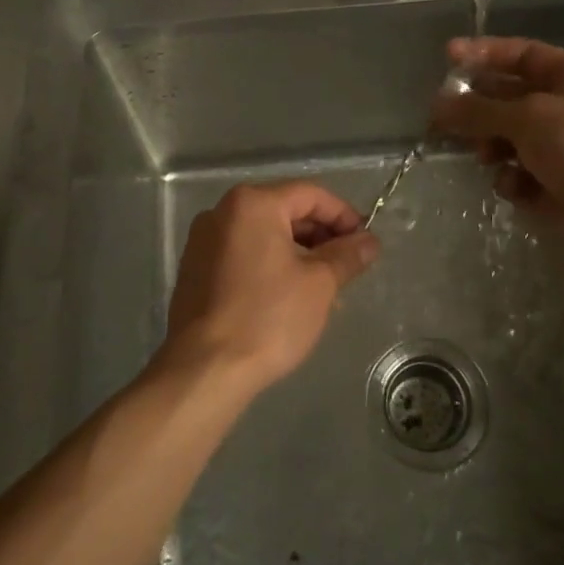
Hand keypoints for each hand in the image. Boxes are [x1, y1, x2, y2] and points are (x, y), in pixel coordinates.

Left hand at [159, 181, 379, 394]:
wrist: (204, 369)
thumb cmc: (267, 318)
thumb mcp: (319, 284)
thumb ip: (347, 255)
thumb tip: (369, 241)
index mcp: (252, 204)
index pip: (310, 195)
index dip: (344, 215)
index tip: (365, 242)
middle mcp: (222, 211)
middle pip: (284, 210)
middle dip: (320, 236)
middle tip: (347, 265)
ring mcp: (203, 240)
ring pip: (264, 235)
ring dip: (298, 252)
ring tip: (324, 286)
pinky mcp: (194, 269)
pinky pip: (243, 254)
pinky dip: (270, 265)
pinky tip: (289, 295)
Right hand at [430, 36, 563, 216]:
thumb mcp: (527, 118)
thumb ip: (478, 109)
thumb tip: (438, 104)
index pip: (525, 54)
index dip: (486, 53)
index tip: (449, 56)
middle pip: (514, 99)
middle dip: (481, 108)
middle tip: (443, 117)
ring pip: (514, 139)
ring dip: (494, 146)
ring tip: (484, 157)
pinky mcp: (562, 186)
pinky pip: (524, 174)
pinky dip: (515, 180)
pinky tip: (516, 188)